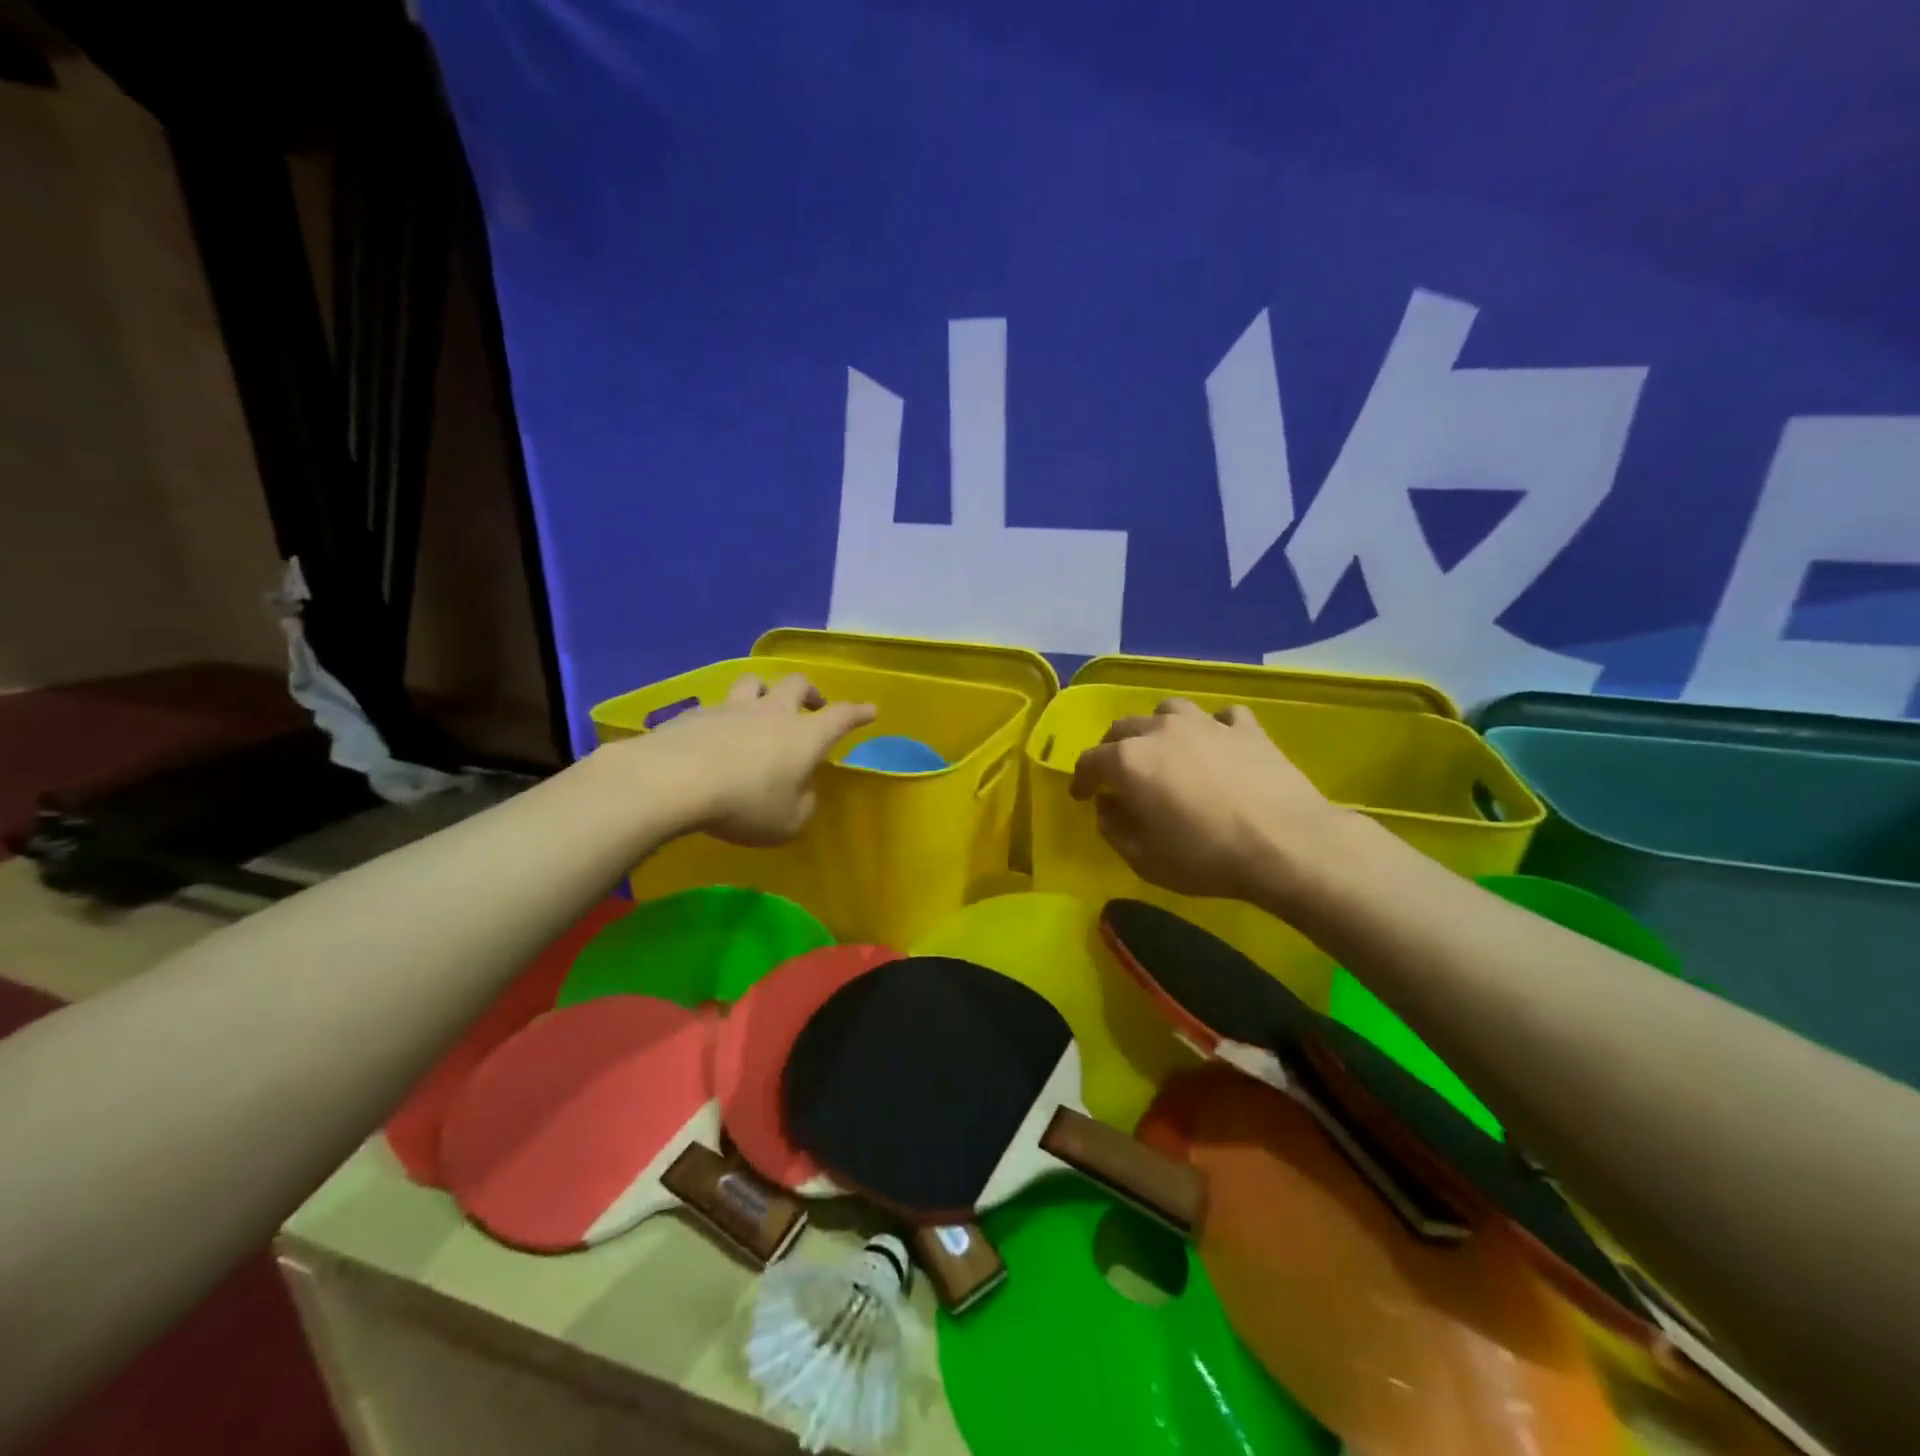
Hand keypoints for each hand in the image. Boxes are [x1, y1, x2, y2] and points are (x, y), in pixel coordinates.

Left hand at [641, 673, 875, 844]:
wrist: (674, 781)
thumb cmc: (744, 804)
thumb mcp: (787, 823)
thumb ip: (802, 805)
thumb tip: (802, 792)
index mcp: (804, 736)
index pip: (841, 717)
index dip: (857, 713)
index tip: (870, 709)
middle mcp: (771, 712)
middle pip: (796, 684)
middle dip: (810, 693)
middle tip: (813, 706)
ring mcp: (731, 708)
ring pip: (754, 683)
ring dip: (764, 691)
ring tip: (762, 707)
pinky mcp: (695, 715)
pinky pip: (716, 707)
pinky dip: (722, 717)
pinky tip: (714, 735)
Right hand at [1070, 699, 1345, 900]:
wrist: (1286, 844)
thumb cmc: (1205, 857)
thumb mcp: (1144, 859)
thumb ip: (1114, 828)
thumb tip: (1107, 806)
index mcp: (1129, 761)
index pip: (1089, 761)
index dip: (1080, 779)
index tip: (1081, 796)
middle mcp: (1161, 731)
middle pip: (1122, 728)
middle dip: (1112, 750)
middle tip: (1117, 775)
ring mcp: (1206, 724)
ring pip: (1168, 711)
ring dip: (1158, 728)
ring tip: (1165, 750)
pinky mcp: (1246, 728)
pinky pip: (1221, 718)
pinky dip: (1212, 729)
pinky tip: (1217, 746)